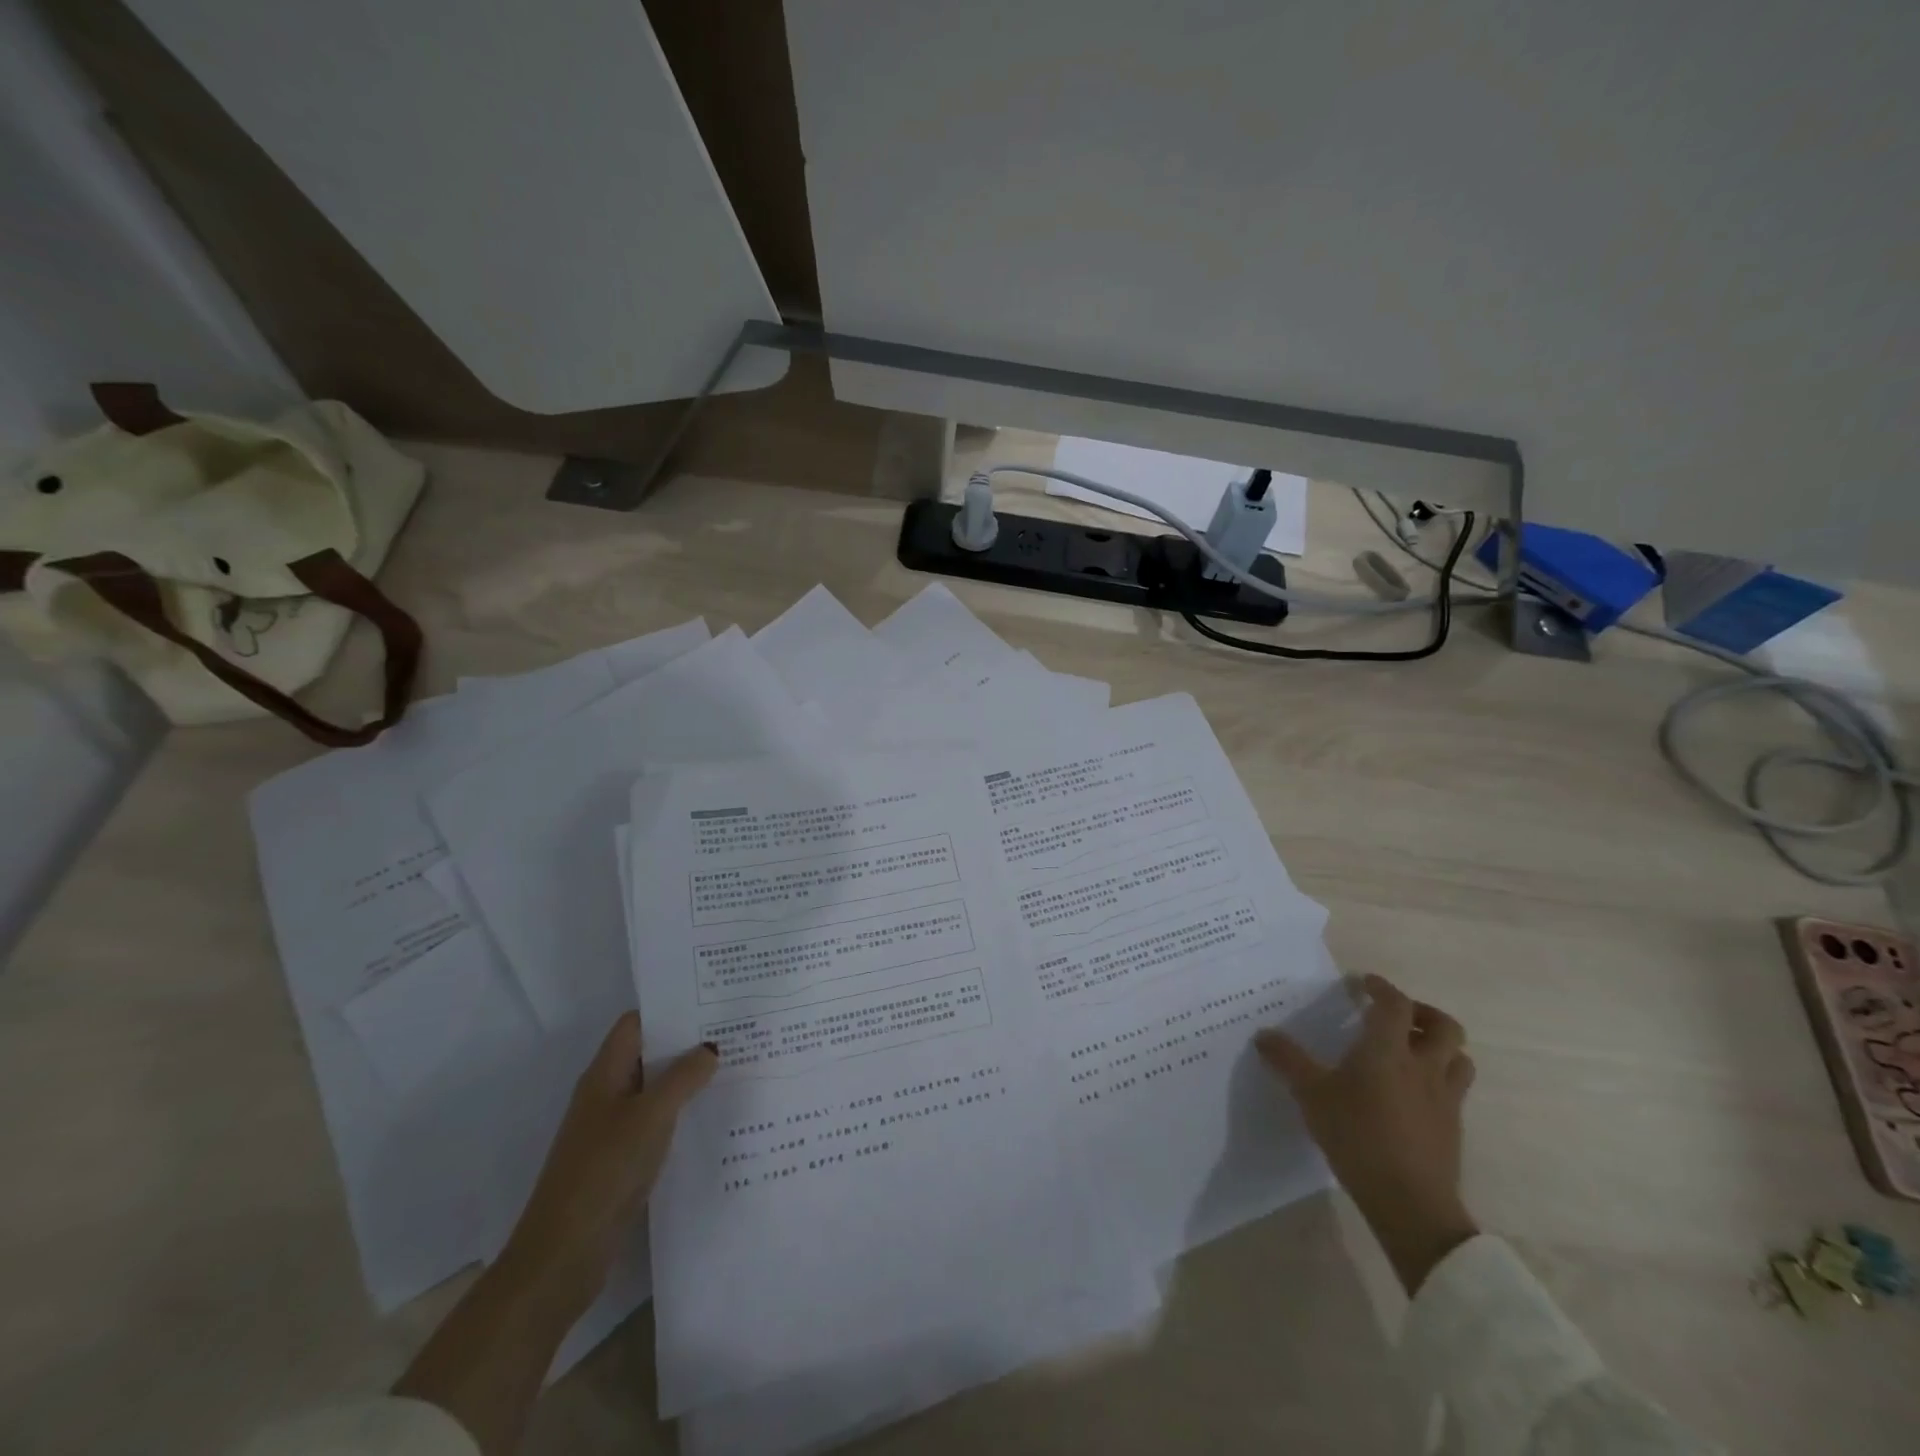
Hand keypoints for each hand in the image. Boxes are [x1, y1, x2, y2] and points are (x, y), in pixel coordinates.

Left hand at [499, 1012, 717, 1311]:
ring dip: (688, 1081)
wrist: (562, 1255)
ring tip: (736, 1069)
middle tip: (736, 1032)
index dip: (670, 1009)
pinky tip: (713, 1119)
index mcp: (604, 1074)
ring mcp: (611, 1130)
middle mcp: (606, 1095)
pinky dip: (681, 1115)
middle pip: (649, 1055)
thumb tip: (710, 1048)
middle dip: (687, 1043)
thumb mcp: (651, 1115)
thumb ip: (683, 1077)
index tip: (713, 1001)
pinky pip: (656, 1124)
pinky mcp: (620, 1161)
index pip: (637, 1024)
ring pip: (655, 1091)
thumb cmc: (604, 1171)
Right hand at [1256, 974, 1478, 1293]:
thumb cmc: (1358, 1137)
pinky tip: (1412, 1094)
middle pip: (1445, 1026)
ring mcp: (1444, 1098)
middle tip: (1398, 1016)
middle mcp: (1423, 1066)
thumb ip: (1288, 1061)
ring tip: (1413, 1052)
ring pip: (1459, 1058)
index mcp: (1388, 1050)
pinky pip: (1455, 1090)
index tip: (1363, 984)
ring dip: (1440, 1047)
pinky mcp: (1453, 1127)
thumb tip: (1264, 1034)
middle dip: (1423, 1013)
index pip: (1395, 1004)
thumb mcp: (1311, 1095)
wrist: (1410, 1202)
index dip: (1381, 988)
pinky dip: (1439, 1079)